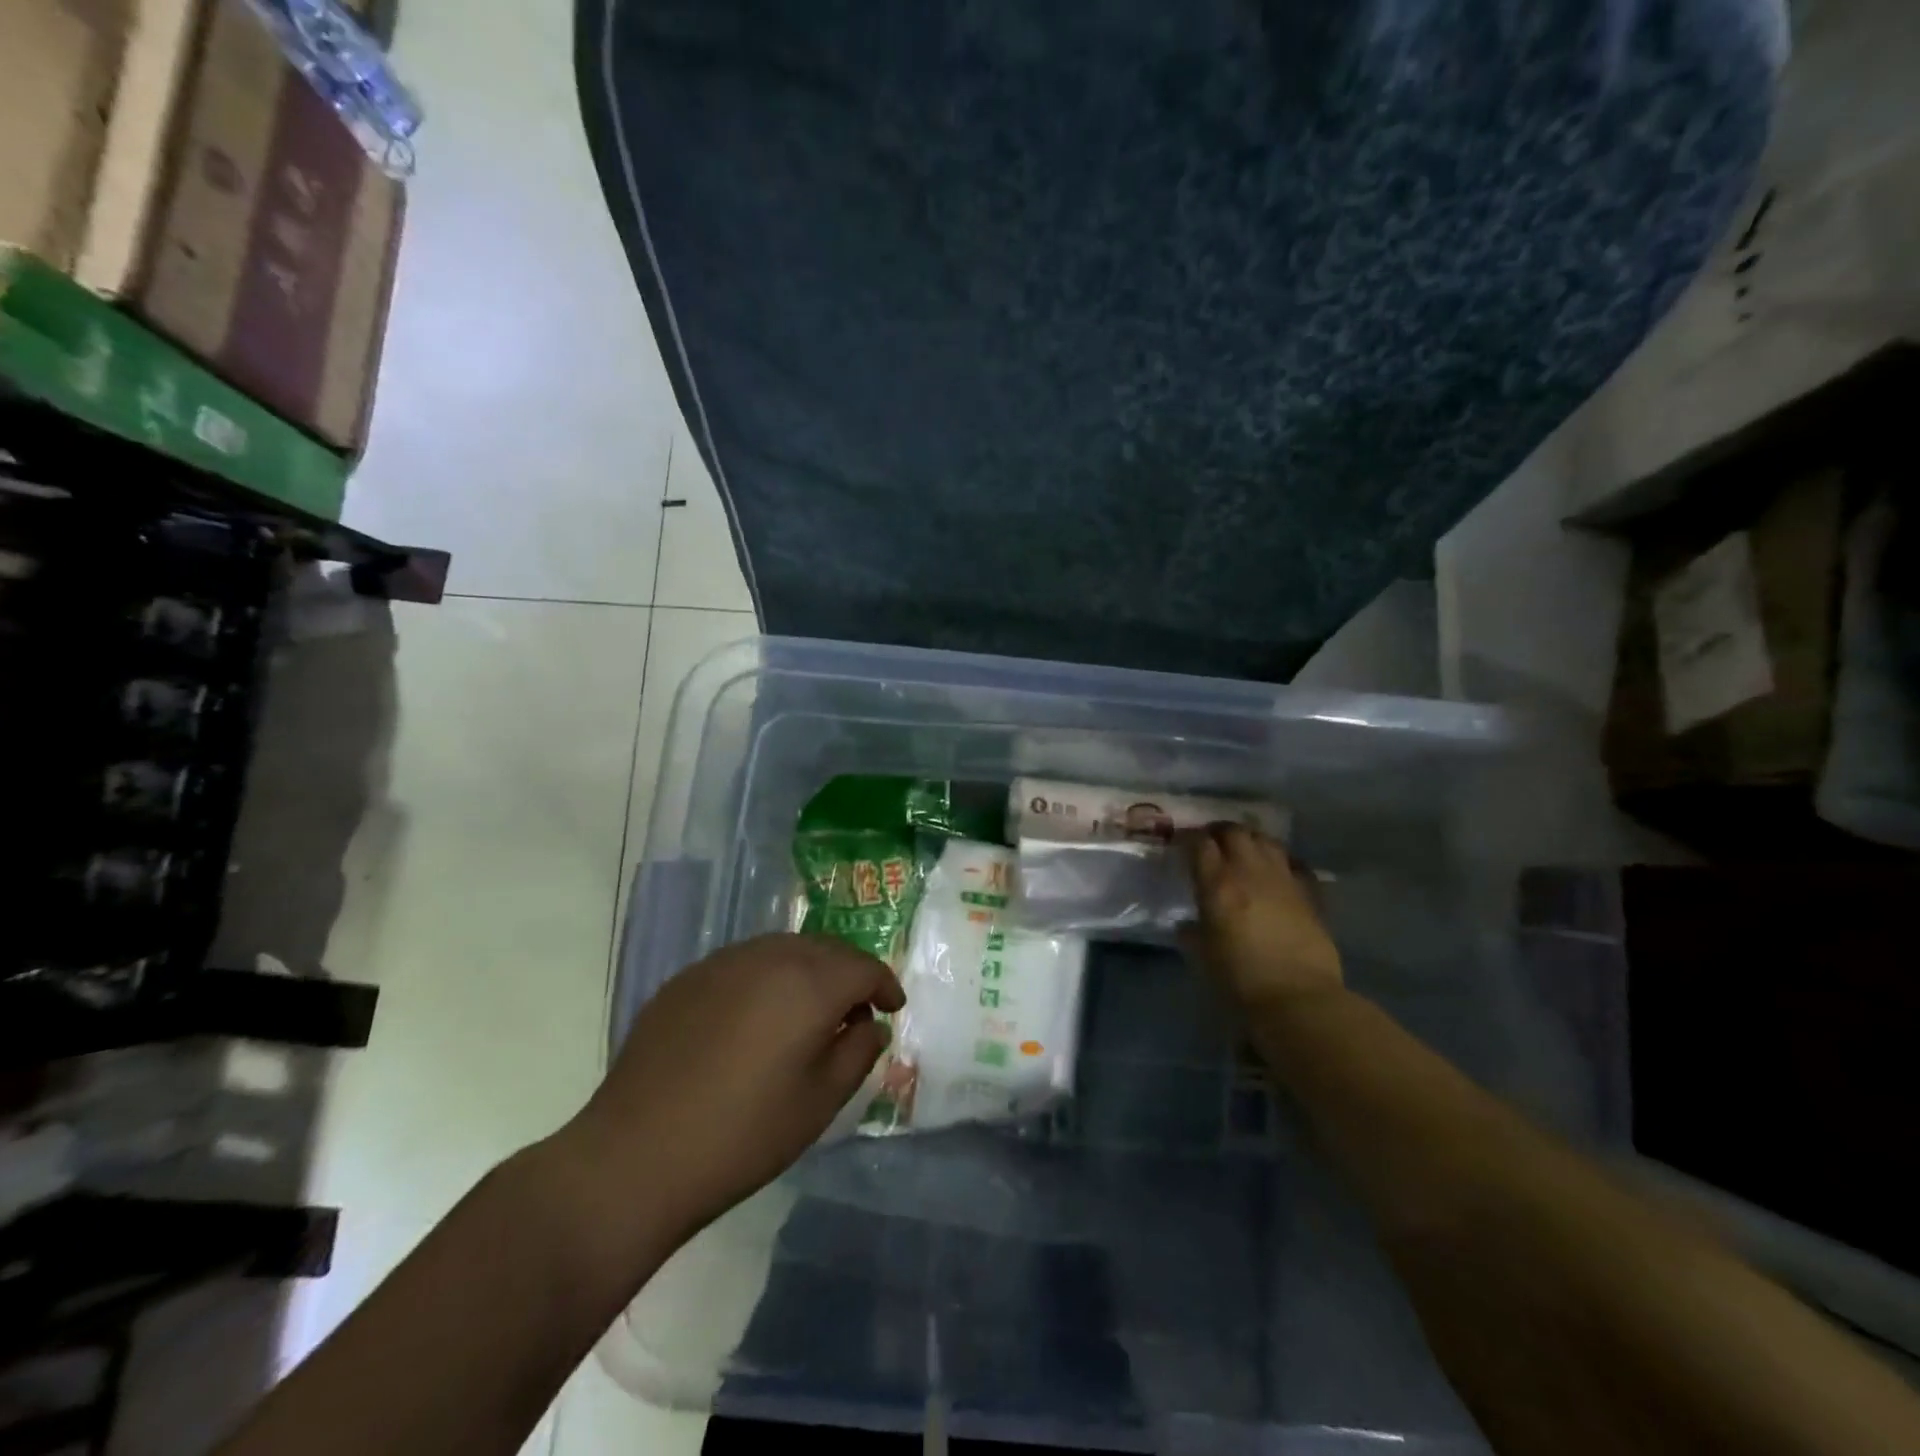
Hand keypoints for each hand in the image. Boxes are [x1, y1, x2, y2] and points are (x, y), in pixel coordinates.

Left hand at [565, 934, 903, 1244]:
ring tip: (809, 1008)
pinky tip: (757, 1015)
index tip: (892, 1009)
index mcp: (808, 984)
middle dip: (849, 971)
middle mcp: (768, 957)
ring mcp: (722, 963)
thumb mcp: (819, 1103)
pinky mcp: (687, 978)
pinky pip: (744, 963)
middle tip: (856, 1007)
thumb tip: (869, 1025)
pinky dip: (767, 977)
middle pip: (825, 948)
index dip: (884, 985)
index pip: (863, 967)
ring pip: (783, 949)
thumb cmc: (742, 1136)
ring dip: (808, 969)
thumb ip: (856, 1053)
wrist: (635, 1156)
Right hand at [1182, 823, 1342, 1009]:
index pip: (1200, 844)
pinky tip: (1277, 871)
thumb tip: (1187, 925)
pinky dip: (1282, 861)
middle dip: (1219, 832)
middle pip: (1234, 832)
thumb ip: (1192, 933)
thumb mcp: (1203, 957)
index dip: (1189, 839)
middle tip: (1211, 842)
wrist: (1299, 999)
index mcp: (1218, 885)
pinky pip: (1294, 864)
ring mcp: (1284, 880)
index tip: (1182, 843)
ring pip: (1267, 840)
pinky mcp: (1310, 894)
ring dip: (1251, 840)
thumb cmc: (1240, 981)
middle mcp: (1250, 872)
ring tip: (1243, 850)